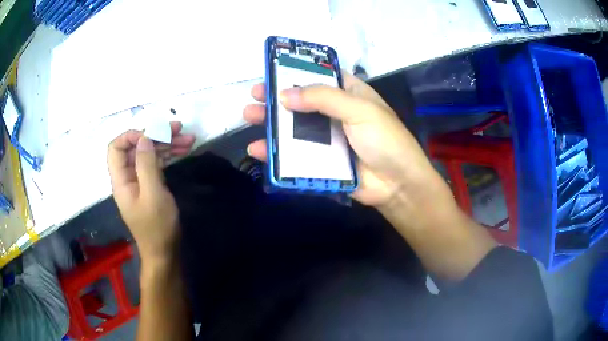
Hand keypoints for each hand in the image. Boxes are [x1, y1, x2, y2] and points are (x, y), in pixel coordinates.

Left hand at [107, 122, 194, 263]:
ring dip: (167, 144)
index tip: (153, 134)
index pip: (116, 148)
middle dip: (157, 136)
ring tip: (189, 139)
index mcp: (121, 180)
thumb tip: (145, 137)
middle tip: (179, 129)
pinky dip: (169, 155)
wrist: (164, 252)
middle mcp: (128, 177)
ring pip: (149, 154)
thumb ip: (146, 165)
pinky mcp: (150, 186)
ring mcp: (139, 181)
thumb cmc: (157, 227)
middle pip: (137, 147)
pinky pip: (157, 164)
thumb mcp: (153, 195)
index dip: (132, 135)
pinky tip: (184, 150)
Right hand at [243, 73, 451, 211]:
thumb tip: (284, 95)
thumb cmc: (385, 140)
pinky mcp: (322, 161)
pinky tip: (258, 149)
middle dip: (277, 97)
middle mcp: (336, 113)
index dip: (297, 73)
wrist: (397, 184)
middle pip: (302, 101)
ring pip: (294, 127)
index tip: (273, 71)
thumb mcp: (359, 109)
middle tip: (254, 95)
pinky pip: (295, 153)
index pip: (320, 76)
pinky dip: (276, 152)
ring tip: (248, 116)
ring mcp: (328, 138)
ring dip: (271, 122)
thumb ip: (323, 98)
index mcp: (349, 94)